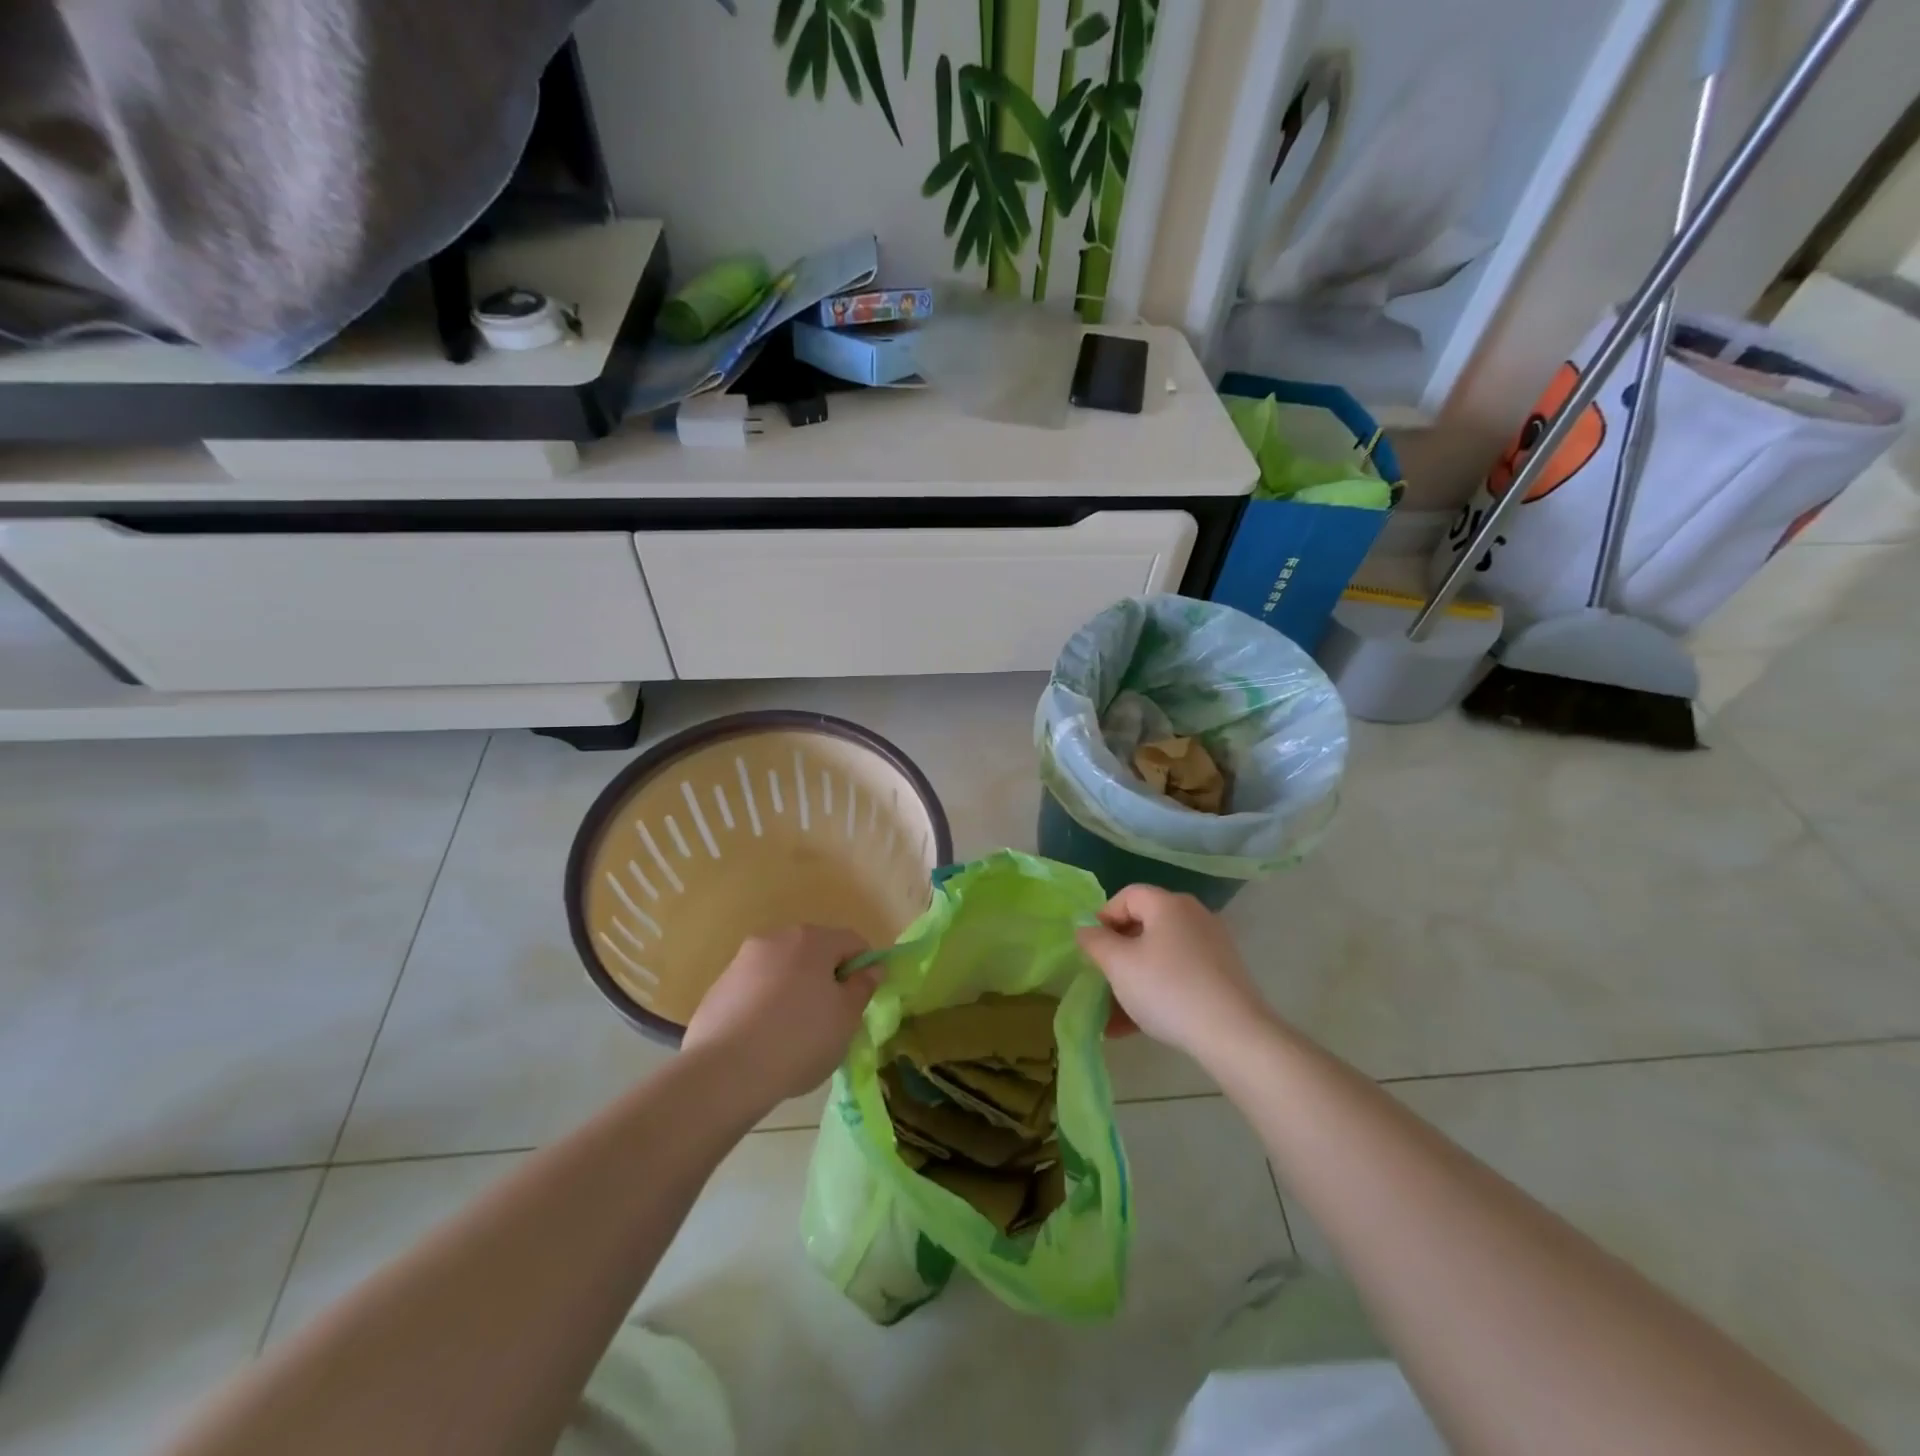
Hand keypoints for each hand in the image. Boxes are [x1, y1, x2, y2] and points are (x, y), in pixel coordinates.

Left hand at [683, 925, 880, 1101]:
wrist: (725, 1073)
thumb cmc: (799, 1040)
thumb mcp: (846, 1019)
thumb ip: (862, 987)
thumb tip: (871, 968)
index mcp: (812, 940)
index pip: (852, 942)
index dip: (864, 968)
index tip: (860, 1001)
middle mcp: (776, 939)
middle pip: (814, 952)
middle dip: (826, 979)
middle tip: (830, 1019)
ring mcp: (742, 961)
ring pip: (782, 970)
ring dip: (794, 991)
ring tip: (793, 1034)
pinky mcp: (718, 988)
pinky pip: (755, 990)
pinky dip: (765, 1006)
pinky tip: (763, 1040)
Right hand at [1076, 885, 1273, 1060]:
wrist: (1234, 1035)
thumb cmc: (1168, 989)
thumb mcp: (1119, 965)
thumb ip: (1095, 942)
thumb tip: (1085, 928)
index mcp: (1168, 904)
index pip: (1127, 896)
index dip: (1102, 918)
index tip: (1090, 949)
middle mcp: (1193, 916)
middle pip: (1143, 926)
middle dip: (1117, 955)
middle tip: (1100, 981)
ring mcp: (1211, 946)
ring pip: (1159, 956)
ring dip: (1132, 980)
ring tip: (1112, 1016)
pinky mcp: (1223, 975)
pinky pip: (1178, 975)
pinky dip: (1156, 992)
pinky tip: (1136, 1026)